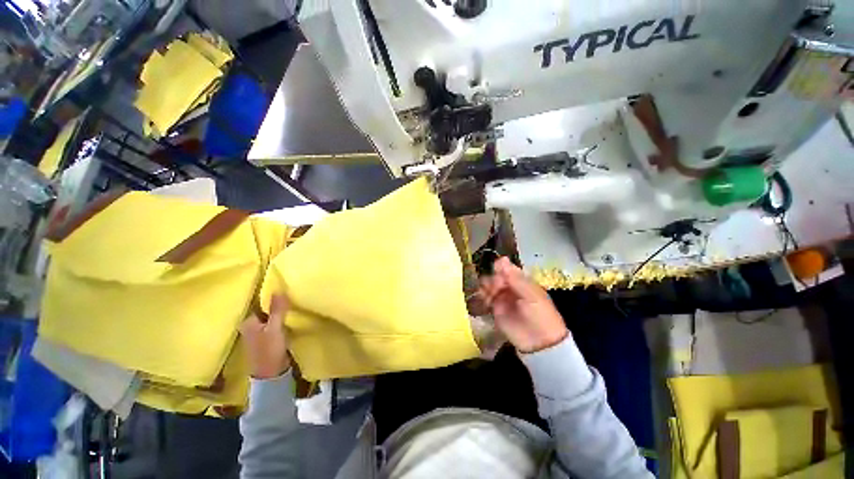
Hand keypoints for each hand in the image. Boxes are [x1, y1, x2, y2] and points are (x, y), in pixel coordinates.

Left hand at [240, 295, 290, 378]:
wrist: (271, 373)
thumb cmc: (269, 350)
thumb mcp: (275, 328)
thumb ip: (277, 310)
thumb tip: (278, 289)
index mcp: (248, 322)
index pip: (259, 303)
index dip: (270, 295)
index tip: (283, 287)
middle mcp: (251, 325)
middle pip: (265, 309)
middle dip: (276, 303)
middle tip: (290, 293)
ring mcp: (258, 332)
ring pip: (270, 316)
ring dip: (279, 311)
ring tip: (291, 301)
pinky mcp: (267, 337)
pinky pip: (274, 323)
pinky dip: (280, 318)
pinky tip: (289, 315)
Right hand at [479, 257, 567, 352]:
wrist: (540, 343)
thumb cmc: (541, 315)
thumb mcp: (532, 295)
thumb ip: (515, 278)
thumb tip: (502, 259)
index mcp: (522, 281)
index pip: (507, 268)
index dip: (500, 267)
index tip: (496, 269)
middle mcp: (510, 287)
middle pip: (495, 275)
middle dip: (493, 279)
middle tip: (497, 287)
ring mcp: (501, 297)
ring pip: (488, 285)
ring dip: (486, 287)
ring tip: (491, 295)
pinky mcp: (494, 309)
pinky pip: (485, 298)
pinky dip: (482, 296)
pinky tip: (486, 300)